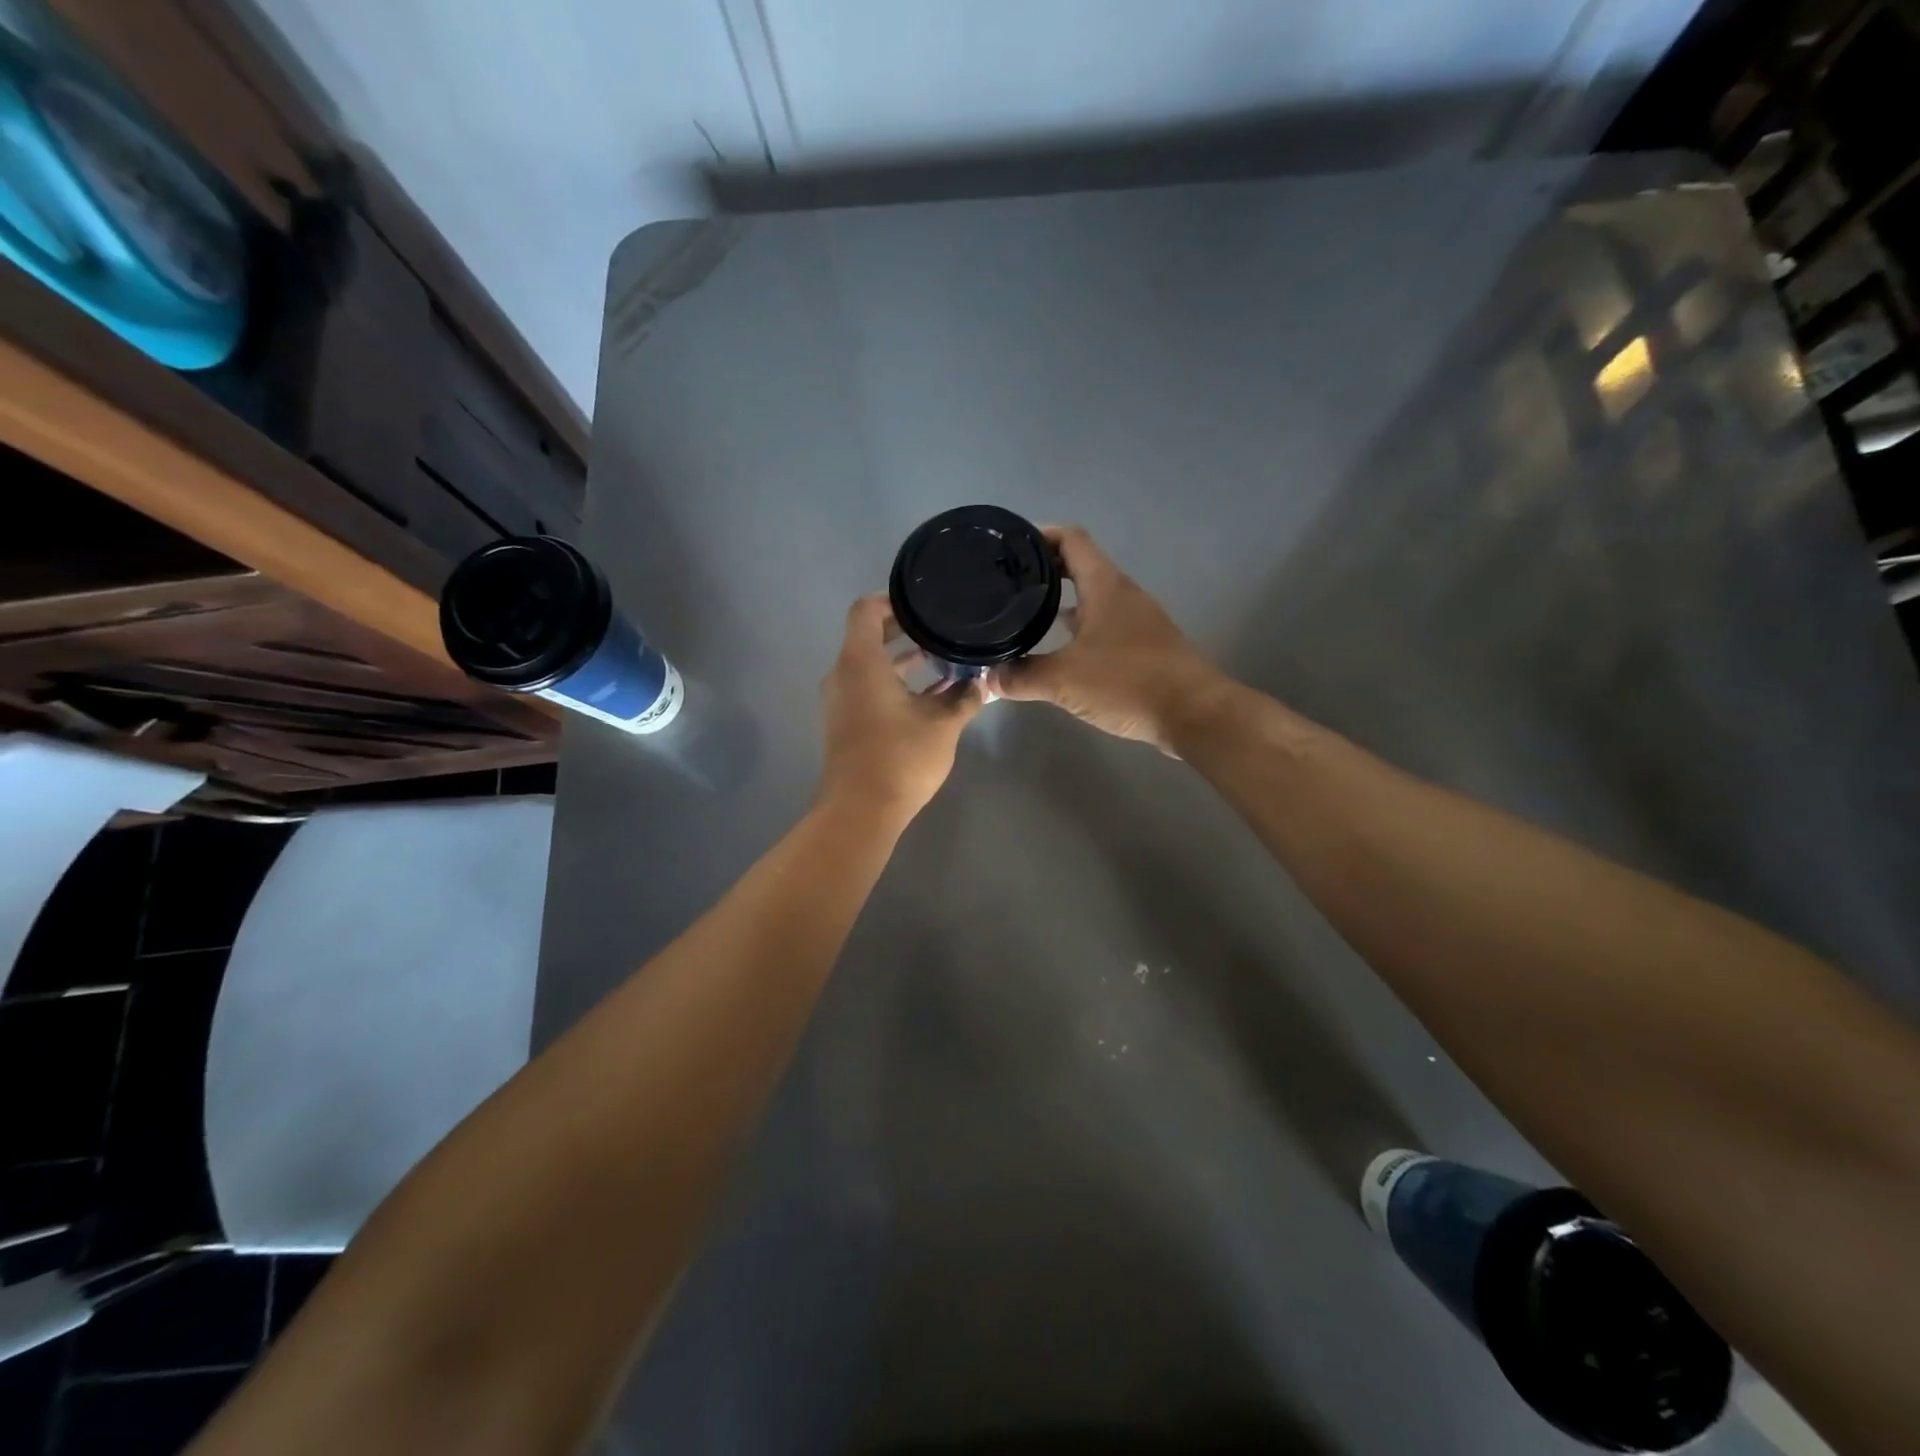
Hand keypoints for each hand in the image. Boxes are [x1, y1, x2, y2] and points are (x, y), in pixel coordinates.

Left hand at [818, 595, 984, 823]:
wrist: (860, 811)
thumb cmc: (900, 758)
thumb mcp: (942, 725)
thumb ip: (964, 698)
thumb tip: (984, 684)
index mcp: (860, 662)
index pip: (866, 610)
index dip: (893, 599)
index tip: (923, 602)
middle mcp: (843, 674)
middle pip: (868, 636)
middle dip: (904, 630)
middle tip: (940, 626)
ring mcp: (841, 700)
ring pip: (869, 665)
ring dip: (901, 660)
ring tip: (942, 658)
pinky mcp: (845, 722)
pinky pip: (867, 688)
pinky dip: (893, 683)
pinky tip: (930, 695)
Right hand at [990, 526, 1227, 755]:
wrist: (1194, 713)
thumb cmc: (1128, 682)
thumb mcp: (1064, 680)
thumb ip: (1022, 676)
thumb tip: (989, 679)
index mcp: (1104, 586)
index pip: (1071, 540)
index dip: (1041, 535)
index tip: (1011, 546)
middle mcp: (1123, 595)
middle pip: (1081, 567)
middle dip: (1046, 571)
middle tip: (1009, 584)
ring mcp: (1137, 621)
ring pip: (1093, 599)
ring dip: (1063, 602)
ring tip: (1027, 614)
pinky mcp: (1145, 647)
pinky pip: (1105, 625)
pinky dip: (1080, 628)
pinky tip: (1061, 651)